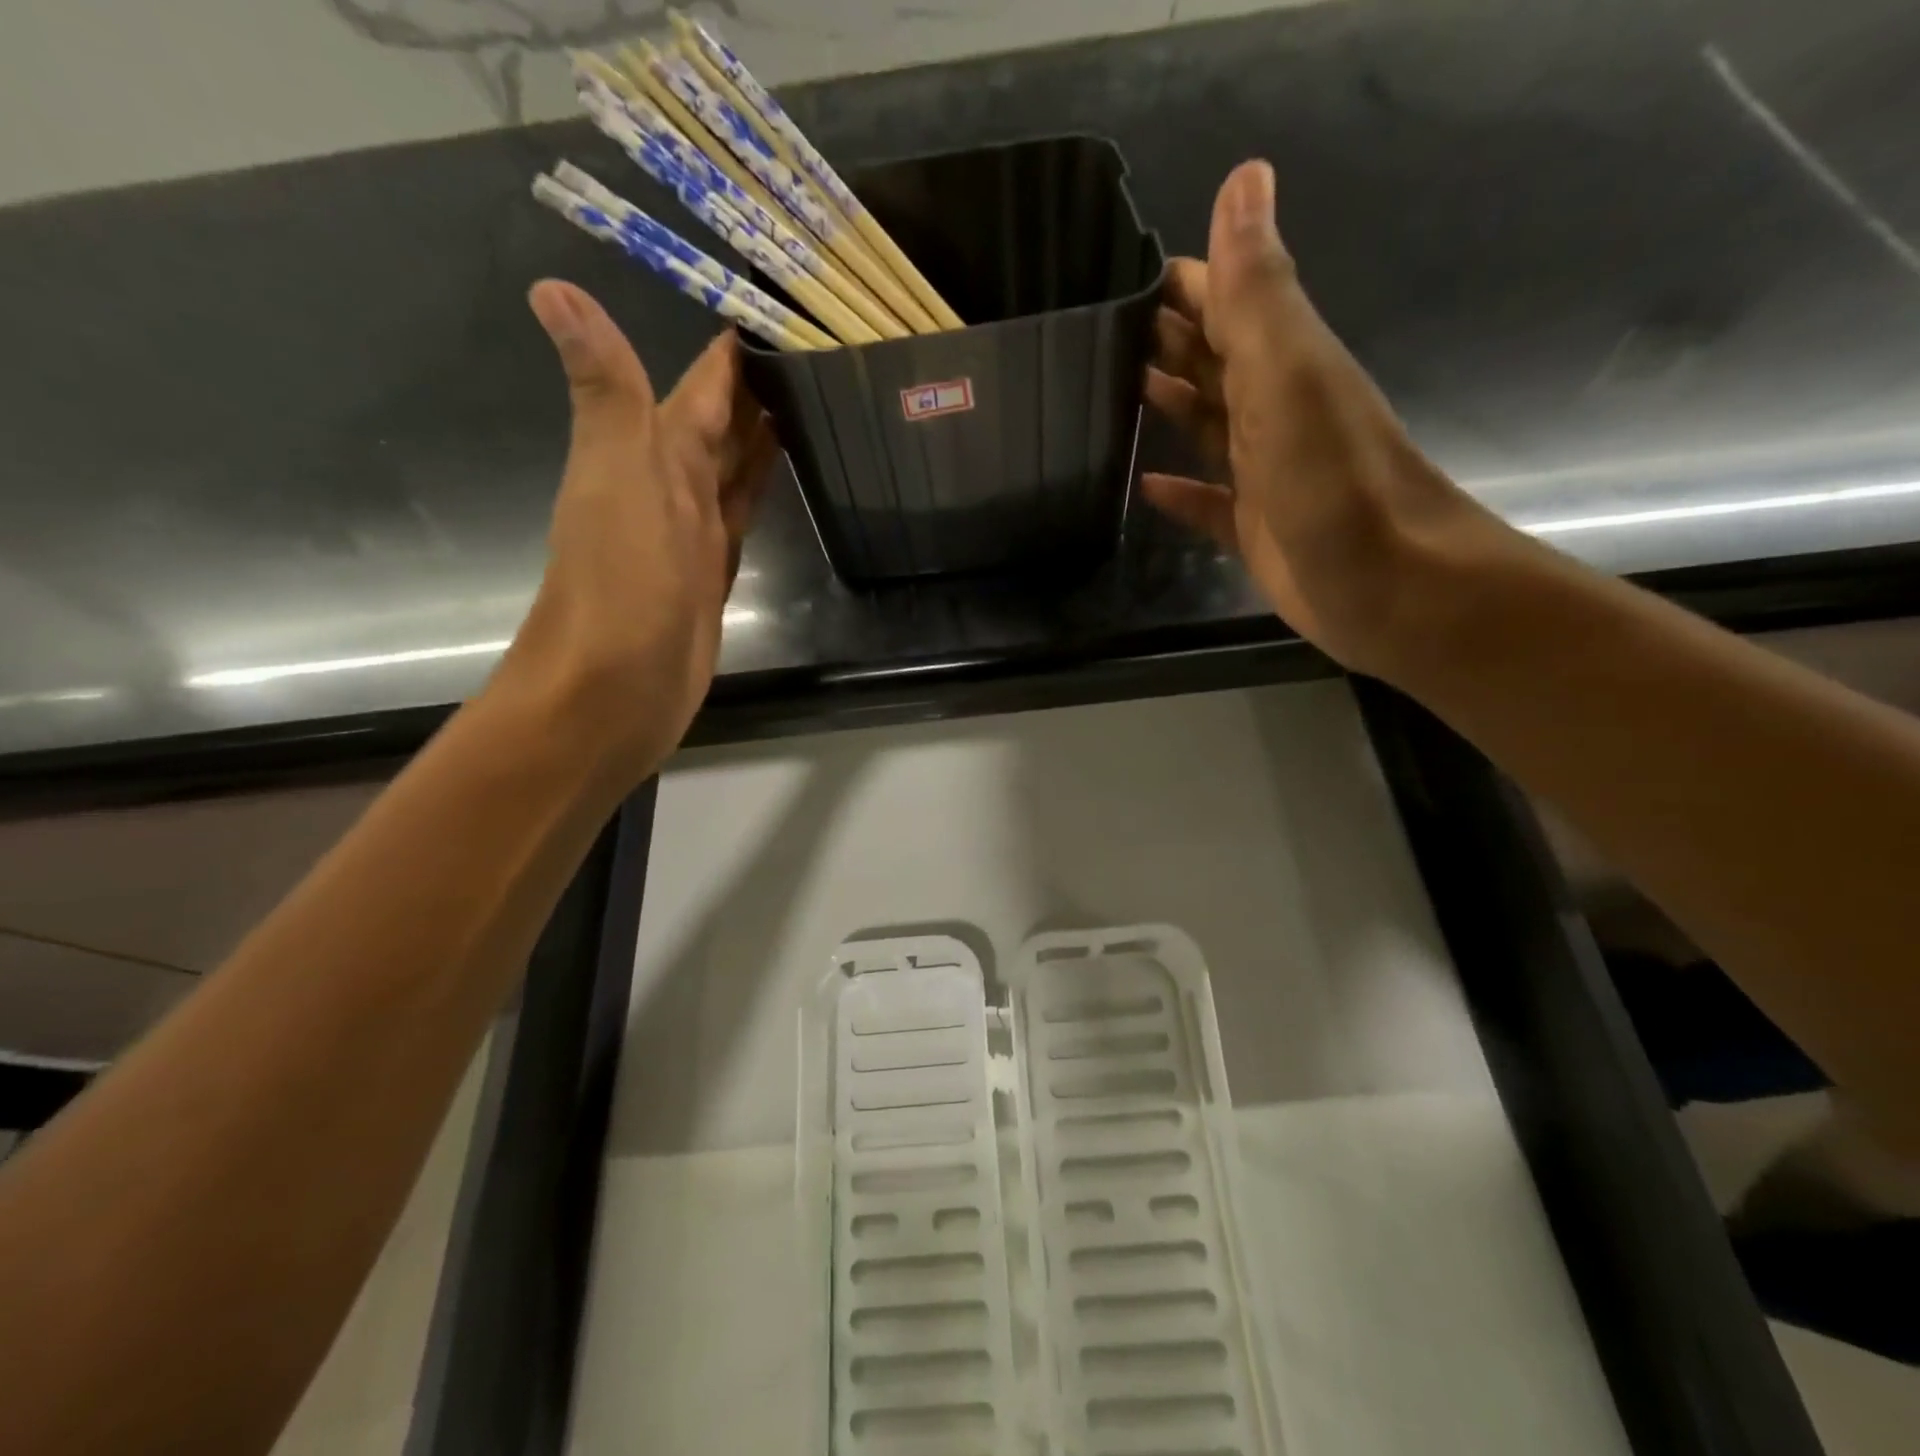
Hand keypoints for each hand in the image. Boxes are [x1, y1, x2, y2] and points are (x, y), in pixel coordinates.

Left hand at [504, 280, 775, 776]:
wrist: (615, 687)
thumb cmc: (620, 581)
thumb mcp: (618, 477)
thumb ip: (606, 391)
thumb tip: (552, 286)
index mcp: (651, 455)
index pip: (700, 388)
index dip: (732, 353)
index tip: (778, 309)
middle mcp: (671, 487)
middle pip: (720, 427)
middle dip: (758, 390)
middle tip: (817, 353)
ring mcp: (694, 534)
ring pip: (734, 470)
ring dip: (764, 437)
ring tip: (814, 402)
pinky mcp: (715, 575)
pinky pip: (743, 516)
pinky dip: (761, 490)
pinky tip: (787, 474)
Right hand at [1142, 161, 1501, 675]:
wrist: (1391, 586)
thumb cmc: (1336, 480)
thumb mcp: (1291, 375)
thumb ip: (1258, 291)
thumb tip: (1242, 176)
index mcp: (1282, 362)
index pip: (1226, 300)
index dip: (1180, 281)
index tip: (1115, 272)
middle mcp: (1274, 409)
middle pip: (1212, 361)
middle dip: (1164, 341)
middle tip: (1096, 334)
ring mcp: (1265, 472)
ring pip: (1209, 425)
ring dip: (1169, 404)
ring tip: (1111, 392)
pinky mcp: (1253, 529)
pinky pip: (1206, 501)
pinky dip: (1178, 491)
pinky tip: (1143, 485)